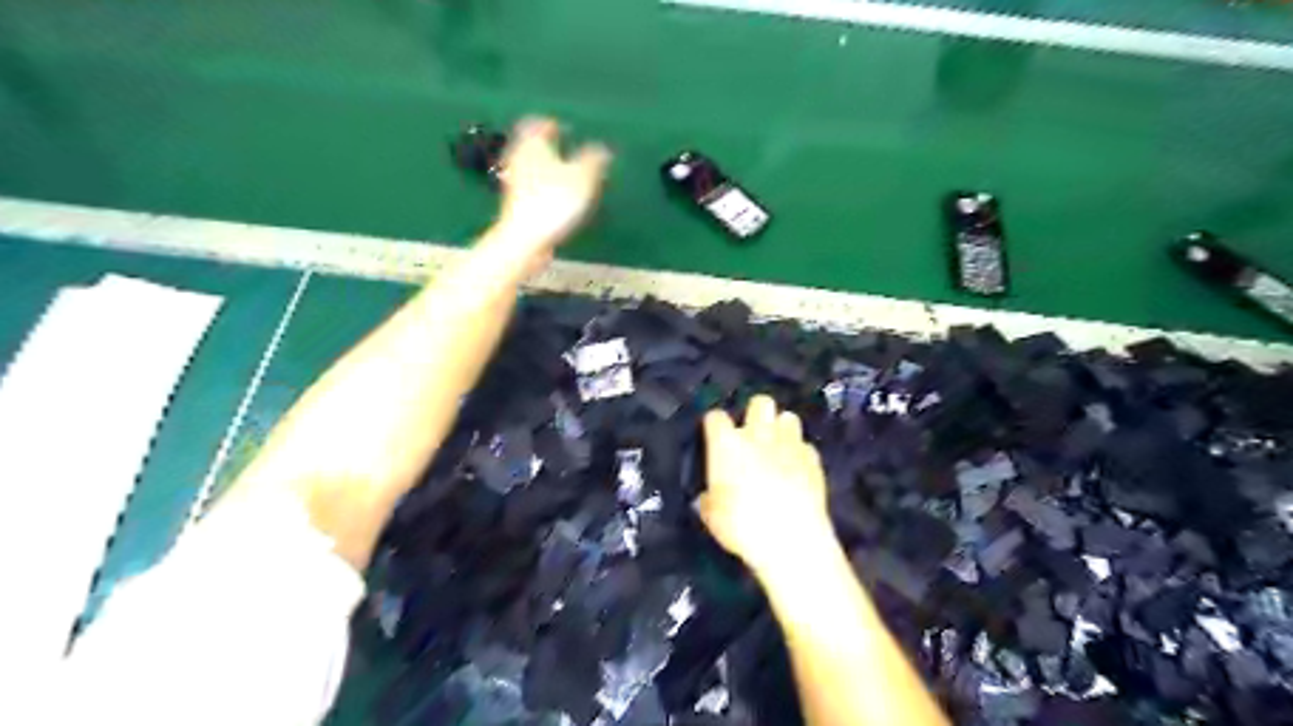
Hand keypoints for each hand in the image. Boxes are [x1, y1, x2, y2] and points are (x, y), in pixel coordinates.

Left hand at [489, 117, 612, 274]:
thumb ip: (594, 160)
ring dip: (548, 167)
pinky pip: (532, 187)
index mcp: (533, 143)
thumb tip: (603, 149)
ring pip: (532, 166)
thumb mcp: (583, 177)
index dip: (552, 124)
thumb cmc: (554, 200)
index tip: (565, 129)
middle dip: (550, 147)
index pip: (538, 124)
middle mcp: (519, 157)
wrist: (525, 238)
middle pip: (533, 145)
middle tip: (568, 150)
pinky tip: (558, 198)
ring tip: (568, 175)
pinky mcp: (516, 203)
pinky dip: (545, 186)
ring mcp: (515, 182)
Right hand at [705, 397, 833, 577]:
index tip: (714, 437)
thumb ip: (709, 500)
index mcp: (727, 445)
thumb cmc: (742, 526)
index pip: (715, 417)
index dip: (714, 426)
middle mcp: (758, 435)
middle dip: (756, 413)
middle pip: (759, 402)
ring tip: (778, 447)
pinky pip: (805, 446)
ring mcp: (790, 444)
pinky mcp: (813, 459)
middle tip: (753, 434)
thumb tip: (709, 497)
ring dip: (781, 429)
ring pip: (788, 417)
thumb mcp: (712, 518)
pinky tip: (798, 470)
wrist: (792, 538)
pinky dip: (800, 454)